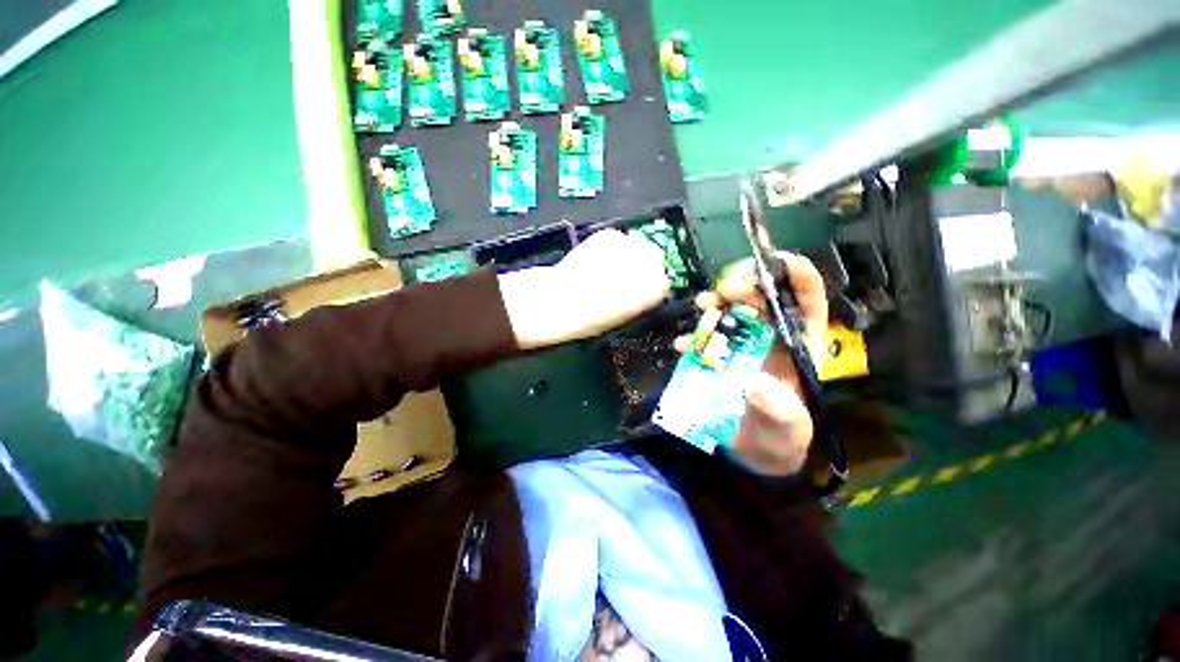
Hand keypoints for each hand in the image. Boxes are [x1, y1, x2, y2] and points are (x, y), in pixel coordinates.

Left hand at [500, 229, 670, 349]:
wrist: (564, 300)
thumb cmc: (595, 318)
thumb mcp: (625, 315)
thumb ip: (639, 298)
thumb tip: (639, 289)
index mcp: (657, 287)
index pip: (663, 282)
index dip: (649, 285)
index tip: (637, 289)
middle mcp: (650, 262)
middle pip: (654, 257)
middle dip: (642, 264)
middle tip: (623, 275)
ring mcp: (630, 244)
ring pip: (636, 245)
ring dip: (627, 253)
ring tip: (607, 266)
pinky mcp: (610, 234)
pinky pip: (616, 239)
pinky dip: (609, 246)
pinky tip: (595, 258)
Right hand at [676, 254, 827, 476]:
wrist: (752, 450)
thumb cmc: (780, 435)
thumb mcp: (791, 427)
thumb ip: (781, 409)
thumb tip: (753, 382)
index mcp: (799, 343)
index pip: (806, 302)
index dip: (798, 277)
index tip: (781, 262)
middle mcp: (770, 337)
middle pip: (761, 299)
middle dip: (745, 286)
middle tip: (725, 290)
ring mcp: (740, 344)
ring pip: (729, 313)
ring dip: (715, 304)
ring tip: (702, 306)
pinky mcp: (717, 355)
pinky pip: (704, 338)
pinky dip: (693, 336)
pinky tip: (683, 345)